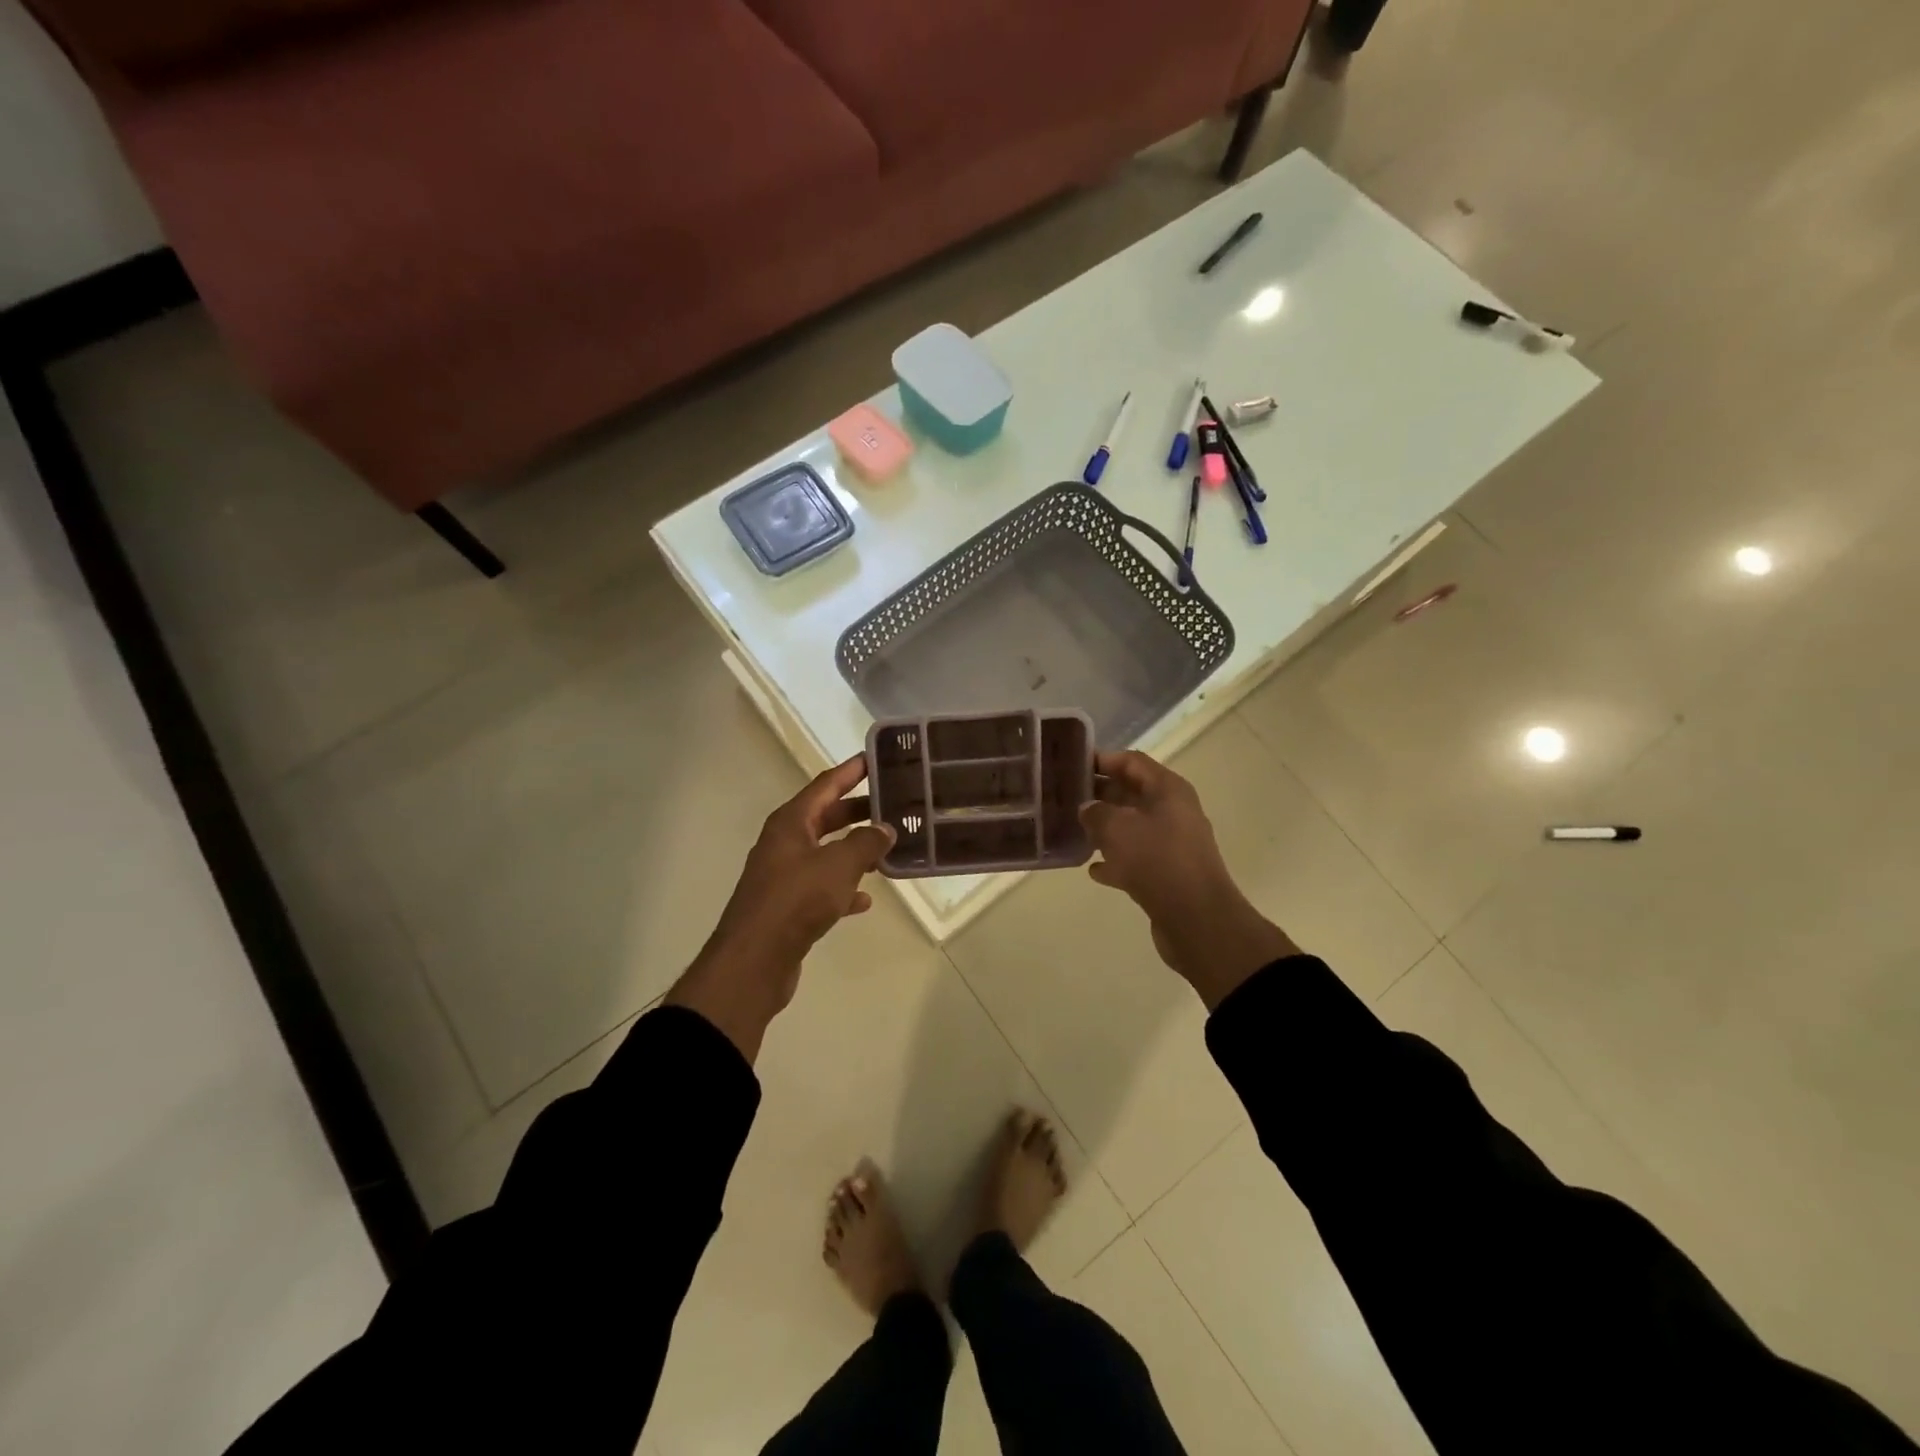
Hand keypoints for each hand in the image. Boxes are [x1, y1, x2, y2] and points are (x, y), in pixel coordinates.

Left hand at [667, 756, 893, 1061]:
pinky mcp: (788, 906)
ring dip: (854, 850)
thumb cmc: (796, 901)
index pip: (825, 785)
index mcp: (790, 822)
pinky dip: (843, 887)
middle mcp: (784, 843)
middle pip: (826, 817)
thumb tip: (885, 829)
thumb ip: (866, 843)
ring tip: (888, 849)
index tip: (875, 758)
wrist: (754, 961)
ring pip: (826, 852)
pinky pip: (822, 887)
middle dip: (858, 811)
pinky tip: (865, 899)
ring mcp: (784, 875)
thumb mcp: (839, 865)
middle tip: (894, 804)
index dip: (851, 771)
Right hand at [1080, 750, 1298, 1008]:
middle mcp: (1173, 811)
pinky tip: (1093, 869)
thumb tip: (1087, 808)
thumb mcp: (1116, 828)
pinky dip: (1116, 861)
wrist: (1196, 919)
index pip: (1131, 761)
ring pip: (1132, 827)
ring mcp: (1172, 844)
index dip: (1102, 759)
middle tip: (1065, 797)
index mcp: (1168, 790)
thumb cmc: (1156, 860)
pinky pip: (1136, 859)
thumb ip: (1096, 812)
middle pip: (1132, 793)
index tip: (1072, 765)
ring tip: (1073, 829)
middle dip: (1100, 794)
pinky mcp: (1168, 874)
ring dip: (1105, 828)